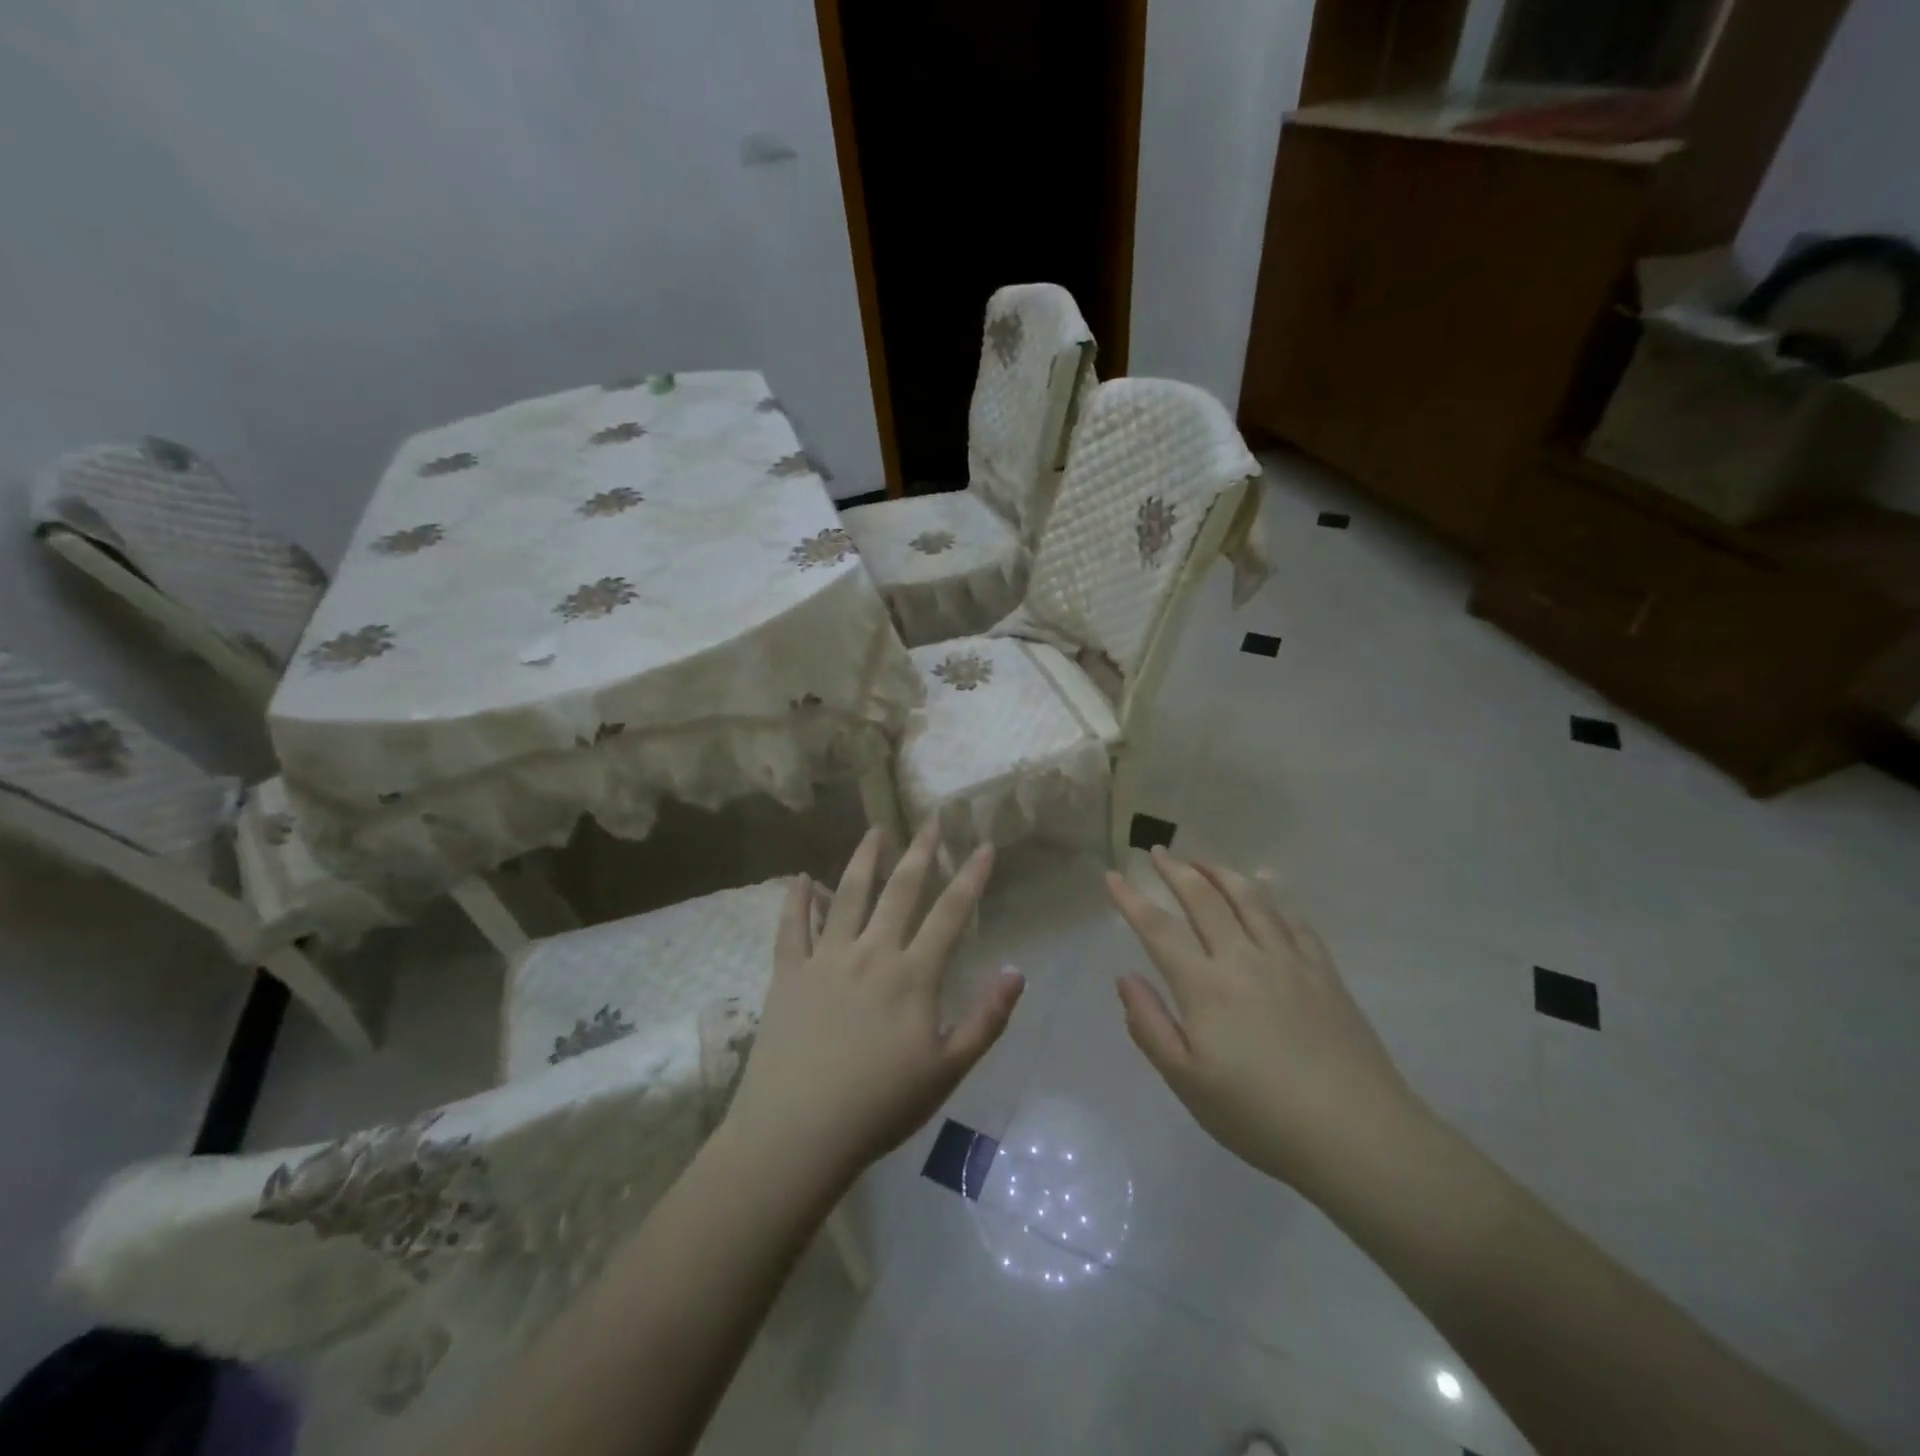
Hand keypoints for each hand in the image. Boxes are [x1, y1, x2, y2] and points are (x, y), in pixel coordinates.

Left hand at [725, 823, 1025, 1184]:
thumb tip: (1015, 972)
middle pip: (900, 891)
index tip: (985, 845)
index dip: (971, 877)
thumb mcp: (947, 1071)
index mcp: (912, 975)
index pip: (950, 914)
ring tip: (875, 830)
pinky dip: (798, 900)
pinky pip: (792, 927)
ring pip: (848, 895)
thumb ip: (985, 1020)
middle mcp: (871, 953)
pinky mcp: (788, 974)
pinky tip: (802, 877)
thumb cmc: (880, 1106)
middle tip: (930, 821)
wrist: (798, 1132)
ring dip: (864, 859)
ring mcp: (826, 959)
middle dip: (920, 853)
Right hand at [1105, 849, 1422, 1192]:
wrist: (1358, 1135)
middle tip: (1157, 852)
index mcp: (1205, 986)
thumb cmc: (1260, 1116)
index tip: (1112, 876)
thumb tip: (1125, 978)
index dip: (1131, 899)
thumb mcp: (1187, 1083)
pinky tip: (1264, 891)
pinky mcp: (1323, 971)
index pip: (1159, 928)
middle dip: (1175, 870)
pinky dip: (1270, 897)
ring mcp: (1288, 960)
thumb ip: (1150, 1026)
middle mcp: (1243, 958)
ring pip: (1250, 898)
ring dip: (1221, 872)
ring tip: (1202, 860)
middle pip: (1204, 899)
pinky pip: (1292, 919)